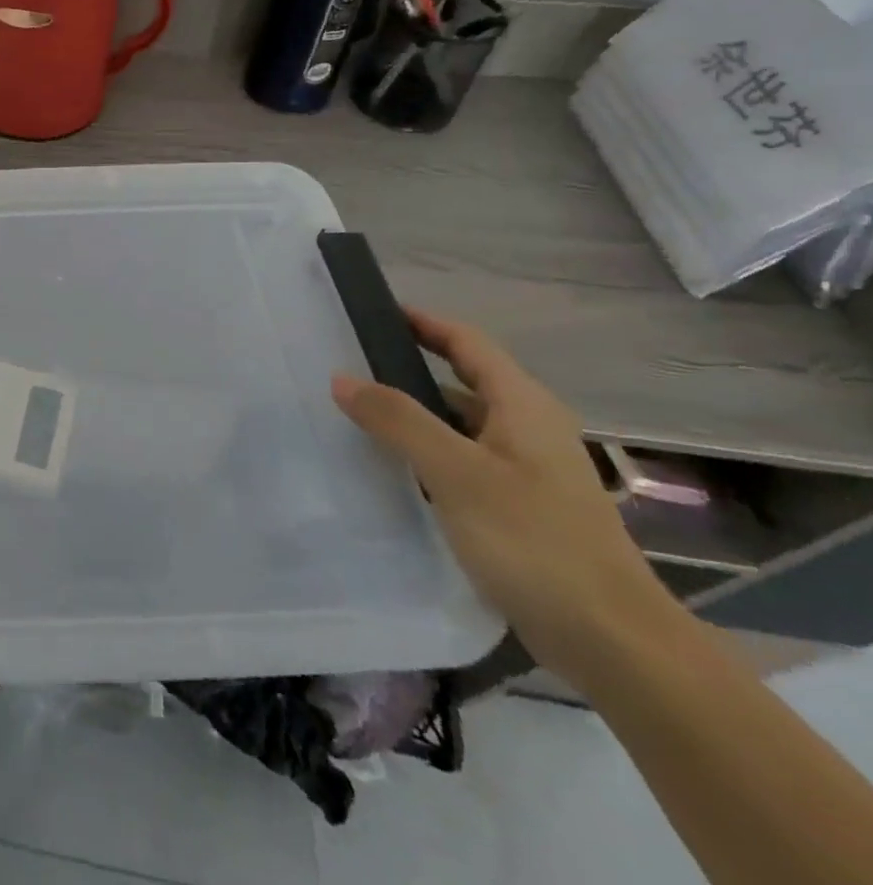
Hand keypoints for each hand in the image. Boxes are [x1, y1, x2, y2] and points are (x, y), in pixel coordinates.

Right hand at [332, 309, 677, 686]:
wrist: (616, 646)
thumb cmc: (536, 542)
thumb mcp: (457, 473)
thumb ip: (398, 420)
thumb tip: (342, 377)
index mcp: (523, 407)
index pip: (467, 342)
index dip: (421, 321)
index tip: (369, 312)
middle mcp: (527, 430)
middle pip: (460, 381)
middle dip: (405, 369)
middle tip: (345, 366)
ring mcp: (526, 472)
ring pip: (457, 425)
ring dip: (411, 416)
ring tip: (353, 414)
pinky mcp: (519, 509)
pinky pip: (460, 463)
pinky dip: (424, 455)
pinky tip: (388, 470)